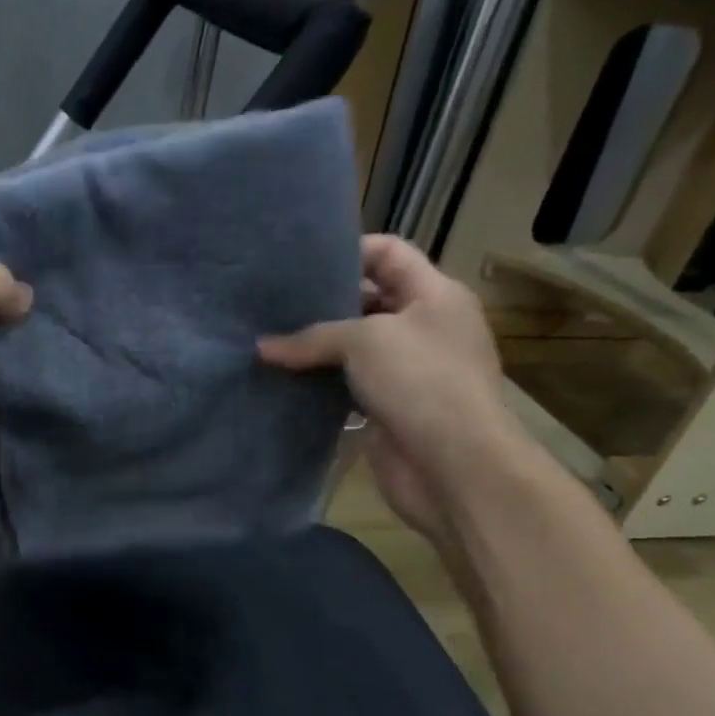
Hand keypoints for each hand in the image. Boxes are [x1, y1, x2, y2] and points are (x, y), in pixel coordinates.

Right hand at [259, 234, 525, 544]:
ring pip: (354, 348)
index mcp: (434, 295)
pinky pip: (347, 386)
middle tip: (273, 305)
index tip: (300, 265)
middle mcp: (423, 327)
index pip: (389, 253)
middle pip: (368, 300)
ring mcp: (407, 371)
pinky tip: (284, 381)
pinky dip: (320, 384)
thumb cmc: (420, 381)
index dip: (348, 251)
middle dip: (323, 303)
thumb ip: (311, 337)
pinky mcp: (388, 408)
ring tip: (269, 341)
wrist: (452, 464)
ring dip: (316, 348)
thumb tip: (261, 347)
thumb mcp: (364, 341)